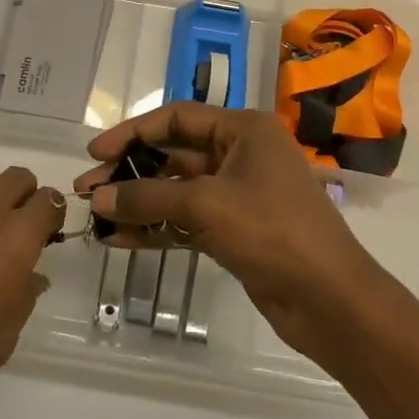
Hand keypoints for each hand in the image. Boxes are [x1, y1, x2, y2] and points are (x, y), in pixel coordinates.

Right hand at [76, 104, 393, 360]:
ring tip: (96, 217)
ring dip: (139, 202)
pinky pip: (185, 221)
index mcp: (244, 130)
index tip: (95, 151)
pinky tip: (121, 240)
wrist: (330, 300)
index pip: (177, 118)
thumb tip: (99, 198)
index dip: (134, 132)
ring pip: (177, 191)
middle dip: (131, 171)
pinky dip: (156, 228)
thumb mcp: (207, 205)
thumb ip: (149, 197)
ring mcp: (238, 195)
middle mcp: (240, 154)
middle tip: (88, 190)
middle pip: (174, 154)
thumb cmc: (274, 231)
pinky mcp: (234, 231)